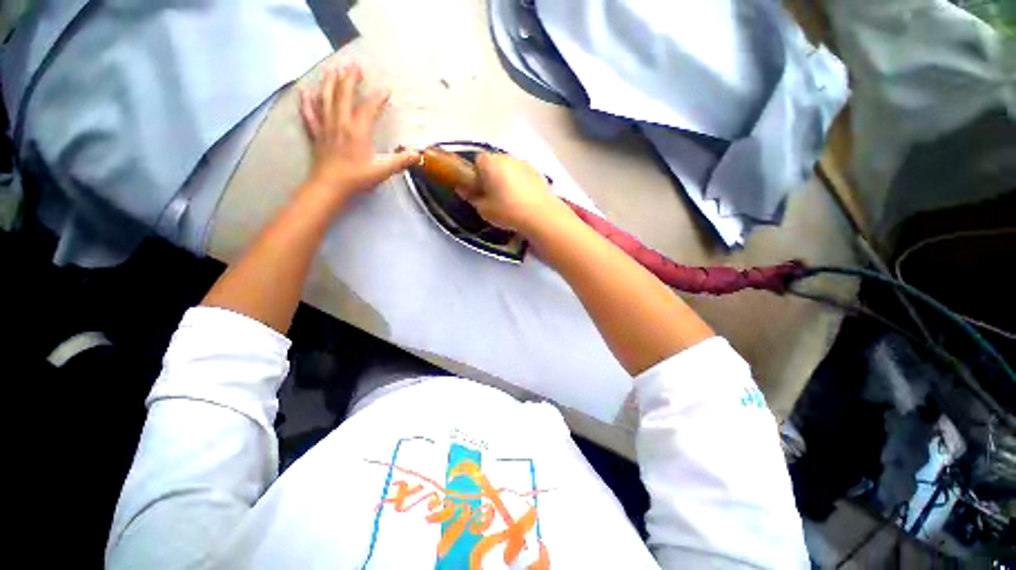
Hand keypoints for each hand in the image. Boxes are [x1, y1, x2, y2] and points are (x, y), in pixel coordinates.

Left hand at [299, 62, 417, 204]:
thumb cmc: (357, 178)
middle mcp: (340, 123)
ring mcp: (326, 127)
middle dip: (349, 79)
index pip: (369, 108)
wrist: (330, 187)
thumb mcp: (382, 171)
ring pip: (326, 98)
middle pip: (343, 95)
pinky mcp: (316, 134)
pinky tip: (305, 90)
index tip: (386, 90)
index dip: (378, 98)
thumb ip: (400, 161)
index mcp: (357, 131)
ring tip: (332, 67)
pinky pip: (310, 113)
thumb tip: (417, 154)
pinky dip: (307, 101)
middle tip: (354, 65)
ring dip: (329, 82)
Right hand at [465, 153, 568, 235]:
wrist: (541, 215)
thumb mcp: (483, 209)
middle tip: (493, 197)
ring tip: (510, 200)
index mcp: (490, 163)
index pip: (477, 161)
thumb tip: (464, 189)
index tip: (479, 190)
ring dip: (507, 179)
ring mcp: (524, 163)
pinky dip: (520, 183)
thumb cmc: (507, 211)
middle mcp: (506, 157)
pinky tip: (524, 200)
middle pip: (494, 163)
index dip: (476, 175)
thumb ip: (471, 197)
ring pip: (509, 169)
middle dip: (492, 176)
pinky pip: (522, 175)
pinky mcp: (537, 172)